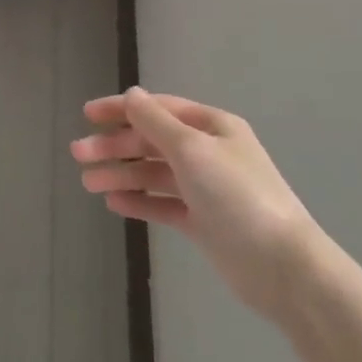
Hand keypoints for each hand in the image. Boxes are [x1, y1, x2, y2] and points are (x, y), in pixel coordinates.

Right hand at [73, 88, 319, 316]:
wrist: (283, 266)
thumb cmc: (237, 197)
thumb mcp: (192, 150)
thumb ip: (156, 122)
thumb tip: (132, 94)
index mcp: (212, 127)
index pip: (158, 109)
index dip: (122, 109)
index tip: (87, 114)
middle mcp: (209, 152)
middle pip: (152, 141)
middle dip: (115, 146)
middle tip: (78, 155)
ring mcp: (207, 188)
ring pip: (154, 173)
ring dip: (122, 174)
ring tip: (88, 183)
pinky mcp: (204, 222)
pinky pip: (164, 203)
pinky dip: (139, 201)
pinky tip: (114, 203)